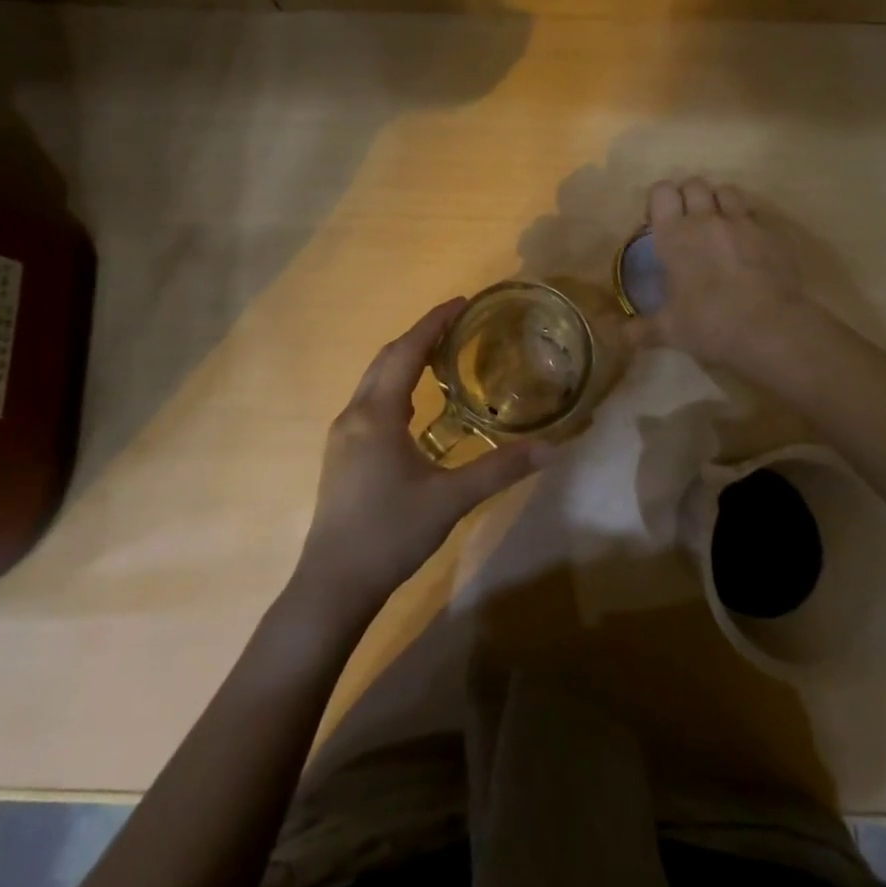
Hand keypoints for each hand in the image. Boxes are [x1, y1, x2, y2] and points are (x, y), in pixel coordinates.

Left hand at [297, 299, 545, 607]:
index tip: (462, 302)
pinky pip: (370, 401)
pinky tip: (416, 405)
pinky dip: (395, 386)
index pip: (406, 351)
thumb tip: (552, 449)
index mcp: (377, 414)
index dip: (433, 323)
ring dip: (405, 360)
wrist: (333, 585)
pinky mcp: (342, 454)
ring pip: (374, 380)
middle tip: (458, 324)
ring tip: (442, 355)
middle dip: (420, 336)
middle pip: (386, 359)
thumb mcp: (451, 500)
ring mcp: (343, 435)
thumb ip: (500, 469)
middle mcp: (354, 415)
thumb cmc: (390, 534)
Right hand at [626, 178, 812, 371]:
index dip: (659, 201)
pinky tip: (747, 242)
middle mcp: (706, 219)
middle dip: (688, 197)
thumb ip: (642, 329)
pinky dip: (747, 220)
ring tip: (718, 226)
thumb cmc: (709, 324)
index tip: (659, 222)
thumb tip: (621, 336)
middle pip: (694, 183)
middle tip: (687, 224)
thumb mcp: (670, 331)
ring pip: (726, 190)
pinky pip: (755, 213)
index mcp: (675, 235)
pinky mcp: (771, 232)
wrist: (769, 328)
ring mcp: (742, 222)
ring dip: (718, 202)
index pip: (662, 191)